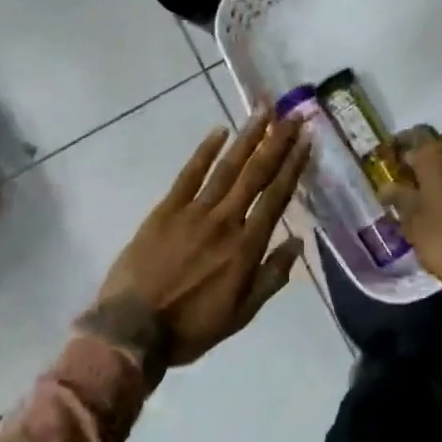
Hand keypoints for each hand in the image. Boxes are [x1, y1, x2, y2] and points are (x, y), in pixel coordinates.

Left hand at [99, 108, 311, 366]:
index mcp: (246, 247)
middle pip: (256, 174)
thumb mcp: (242, 314)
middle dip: (277, 142)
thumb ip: (271, 277)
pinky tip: (219, 131)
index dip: (294, 166)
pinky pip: (189, 174)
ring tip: (263, 110)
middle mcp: (225, 221)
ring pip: (227, 167)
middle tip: (293, 114)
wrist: (133, 330)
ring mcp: (193, 212)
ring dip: (247, 137)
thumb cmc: (191, 327)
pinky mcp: (166, 210)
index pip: (276, 197)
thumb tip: (297, 241)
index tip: (307, 139)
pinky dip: (205, 151)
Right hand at [378, 127, 441, 306]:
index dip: (398, 145)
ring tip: (424, 187)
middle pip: (440, 140)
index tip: (387, 160)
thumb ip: (398, 196)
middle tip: (408, 172)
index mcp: (436, 154)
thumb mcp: (411, 219)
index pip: (414, 134)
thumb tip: (387, 186)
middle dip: (424, 151)